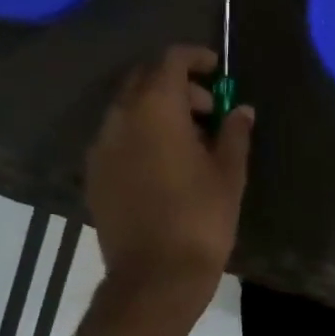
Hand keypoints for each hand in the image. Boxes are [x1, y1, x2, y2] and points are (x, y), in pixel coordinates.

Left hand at [86, 44, 253, 318]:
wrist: (155, 277)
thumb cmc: (201, 220)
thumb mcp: (229, 174)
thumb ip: (234, 133)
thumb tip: (240, 109)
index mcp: (155, 109)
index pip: (170, 61)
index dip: (195, 58)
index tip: (216, 70)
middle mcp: (120, 118)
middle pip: (144, 80)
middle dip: (176, 84)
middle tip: (207, 109)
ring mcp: (101, 147)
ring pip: (127, 109)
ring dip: (156, 110)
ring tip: (188, 140)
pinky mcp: (94, 175)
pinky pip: (116, 138)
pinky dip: (139, 135)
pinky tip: (162, 163)